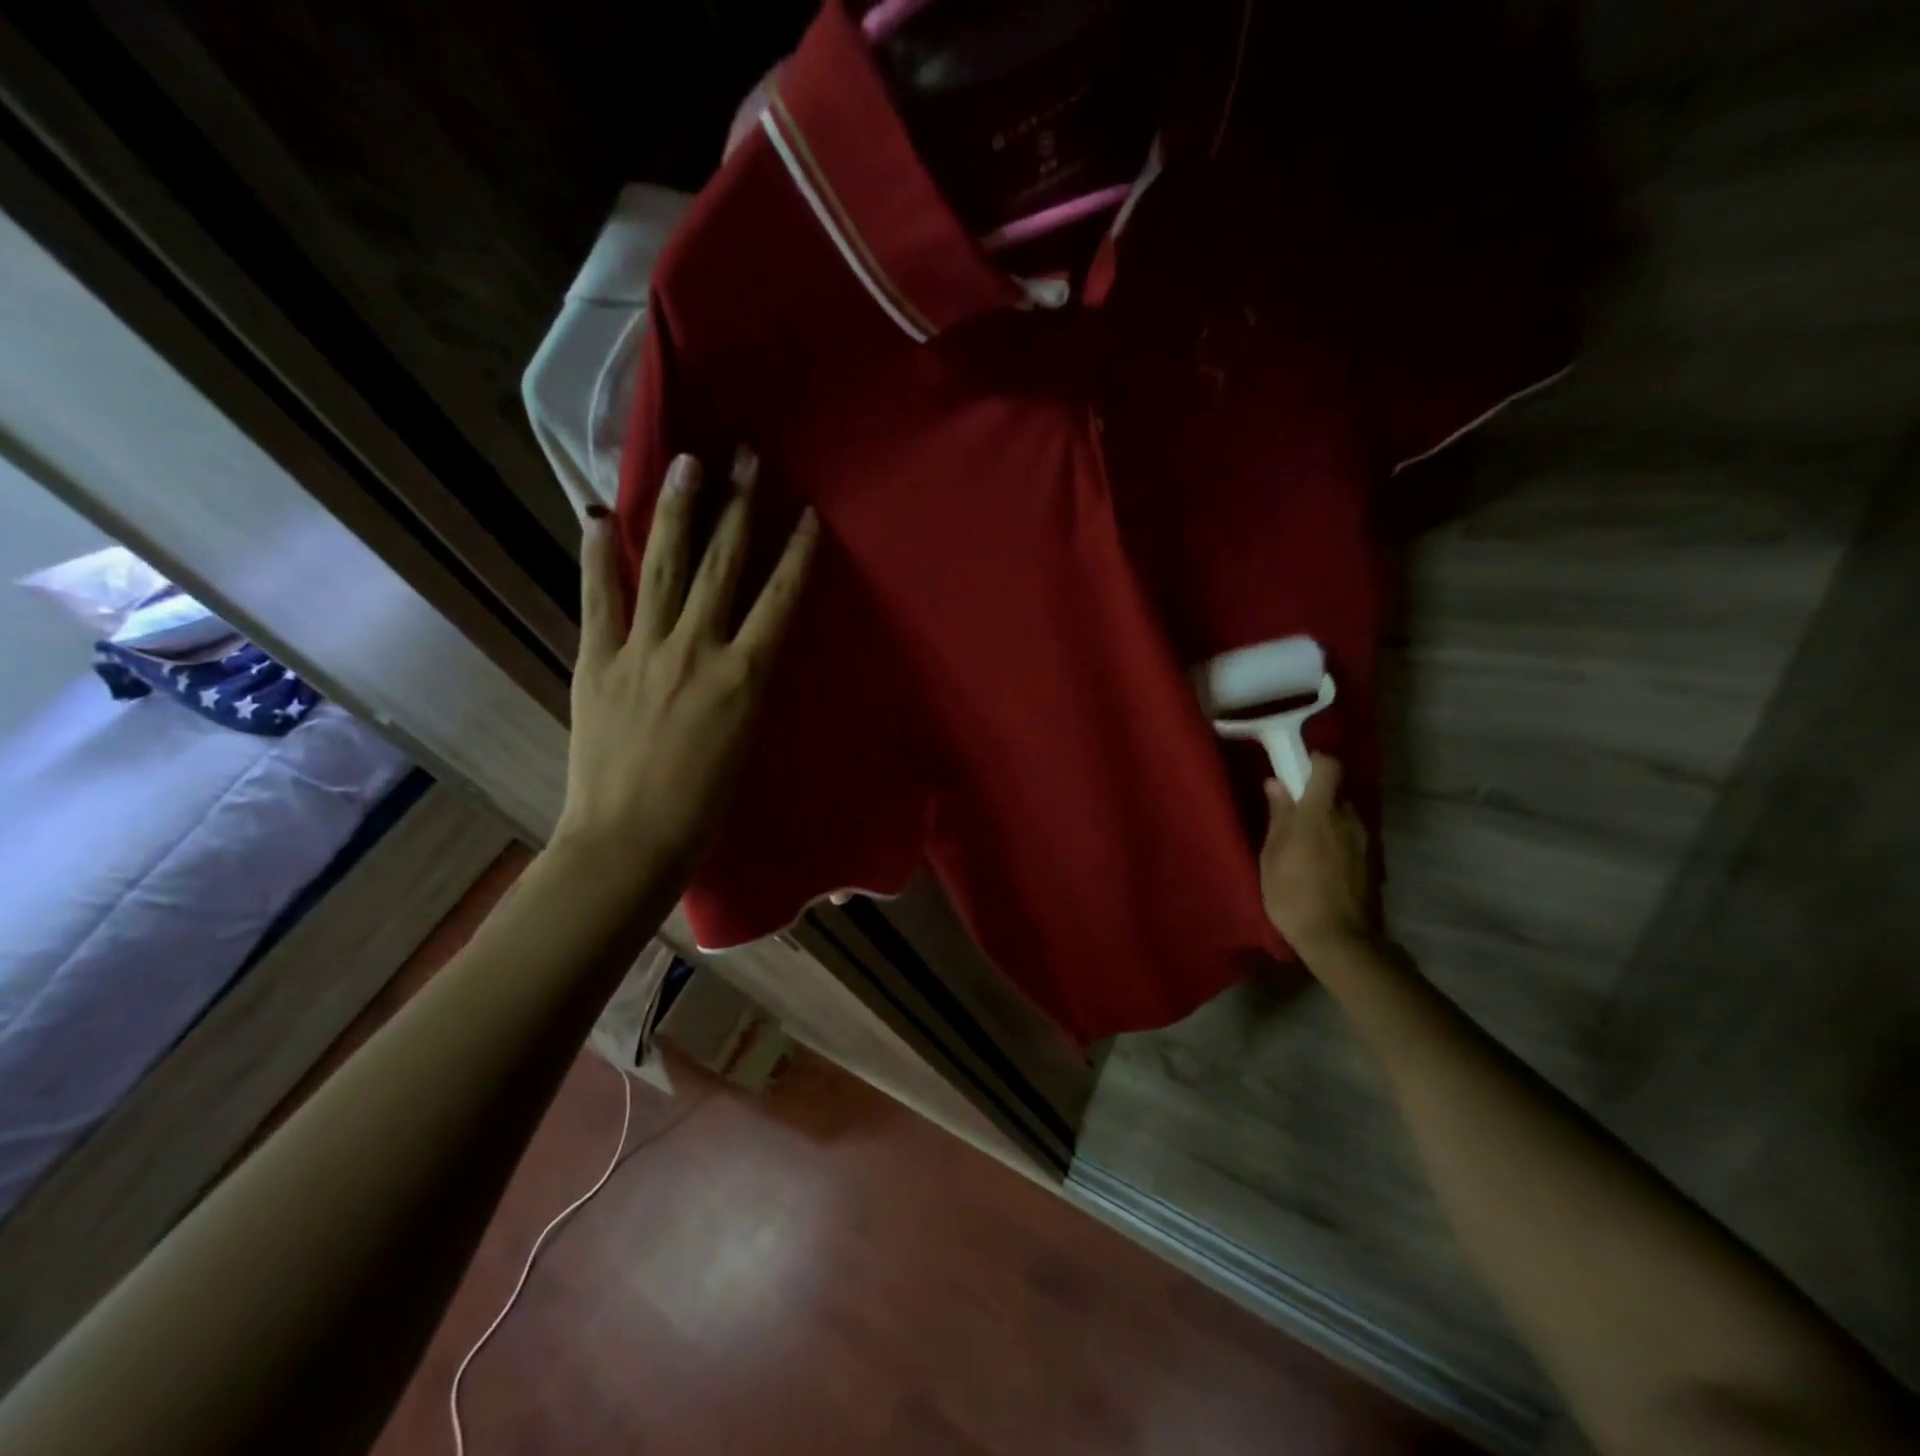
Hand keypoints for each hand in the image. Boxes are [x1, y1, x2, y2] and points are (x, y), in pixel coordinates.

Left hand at [554, 448, 816, 879]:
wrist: (631, 841)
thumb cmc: (705, 808)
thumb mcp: (745, 741)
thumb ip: (745, 686)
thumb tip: (743, 649)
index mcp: (744, 678)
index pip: (780, 600)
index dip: (797, 554)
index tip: (808, 514)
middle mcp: (697, 651)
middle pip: (724, 567)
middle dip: (740, 509)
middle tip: (748, 458)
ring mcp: (642, 651)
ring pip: (666, 568)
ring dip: (680, 512)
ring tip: (689, 463)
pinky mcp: (597, 662)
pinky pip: (600, 599)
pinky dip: (600, 555)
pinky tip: (601, 514)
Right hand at [1259, 755, 1375, 960]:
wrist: (1338, 939)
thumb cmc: (1293, 892)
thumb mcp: (1272, 854)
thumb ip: (1278, 815)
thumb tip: (1277, 783)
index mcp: (1320, 811)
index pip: (1329, 766)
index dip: (1314, 762)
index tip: (1295, 771)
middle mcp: (1348, 819)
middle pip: (1335, 794)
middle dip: (1316, 799)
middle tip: (1292, 819)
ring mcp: (1364, 842)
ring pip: (1344, 818)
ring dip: (1326, 824)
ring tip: (1305, 848)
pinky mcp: (1371, 863)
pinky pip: (1350, 840)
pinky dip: (1336, 844)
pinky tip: (1320, 867)